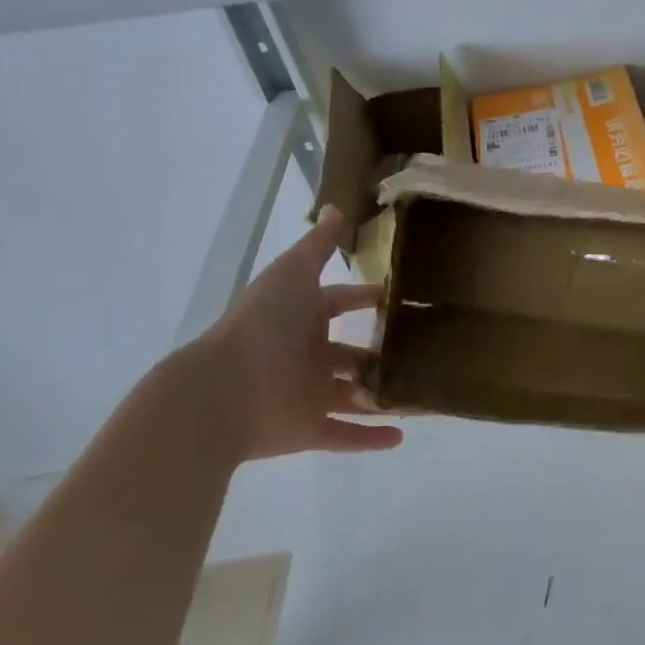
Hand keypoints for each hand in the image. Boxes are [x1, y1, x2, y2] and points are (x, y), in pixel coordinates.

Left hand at [194, 208, 403, 459]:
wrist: (221, 392)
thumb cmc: (263, 326)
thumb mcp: (293, 273)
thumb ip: (318, 245)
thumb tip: (337, 206)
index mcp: (301, 317)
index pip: (338, 303)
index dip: (365, 299)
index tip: (398, 299)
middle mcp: (305, 355)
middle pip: (349, 355)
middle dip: (379, 354)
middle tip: (422, 350)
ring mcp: (307, 395)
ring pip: (354, 396)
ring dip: (382, 396)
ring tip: (423, 394)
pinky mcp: (308, 431)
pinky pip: (345, 435)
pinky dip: (370, 438)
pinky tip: (402, 436)